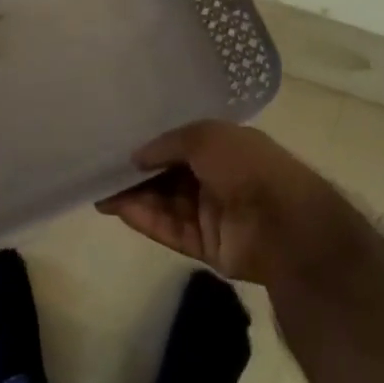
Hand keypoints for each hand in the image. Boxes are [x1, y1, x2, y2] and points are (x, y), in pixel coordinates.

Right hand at [97, 121, 362, 286]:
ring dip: (135, 197)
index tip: (120, 145)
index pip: (181, 145)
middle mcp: (218, 179)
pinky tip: (118, 209)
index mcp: (225, 148)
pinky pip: (170, 230)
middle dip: (138, 174)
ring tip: (99, 191)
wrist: (284, 224)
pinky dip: (145, 219)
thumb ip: (167, 143)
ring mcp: (212, 214)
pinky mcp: (206, 246)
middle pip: (169, 176)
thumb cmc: (247, 166)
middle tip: (100, 171)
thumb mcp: (204, 136)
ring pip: (166, 204)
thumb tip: (137, 156)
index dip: (152, 146)